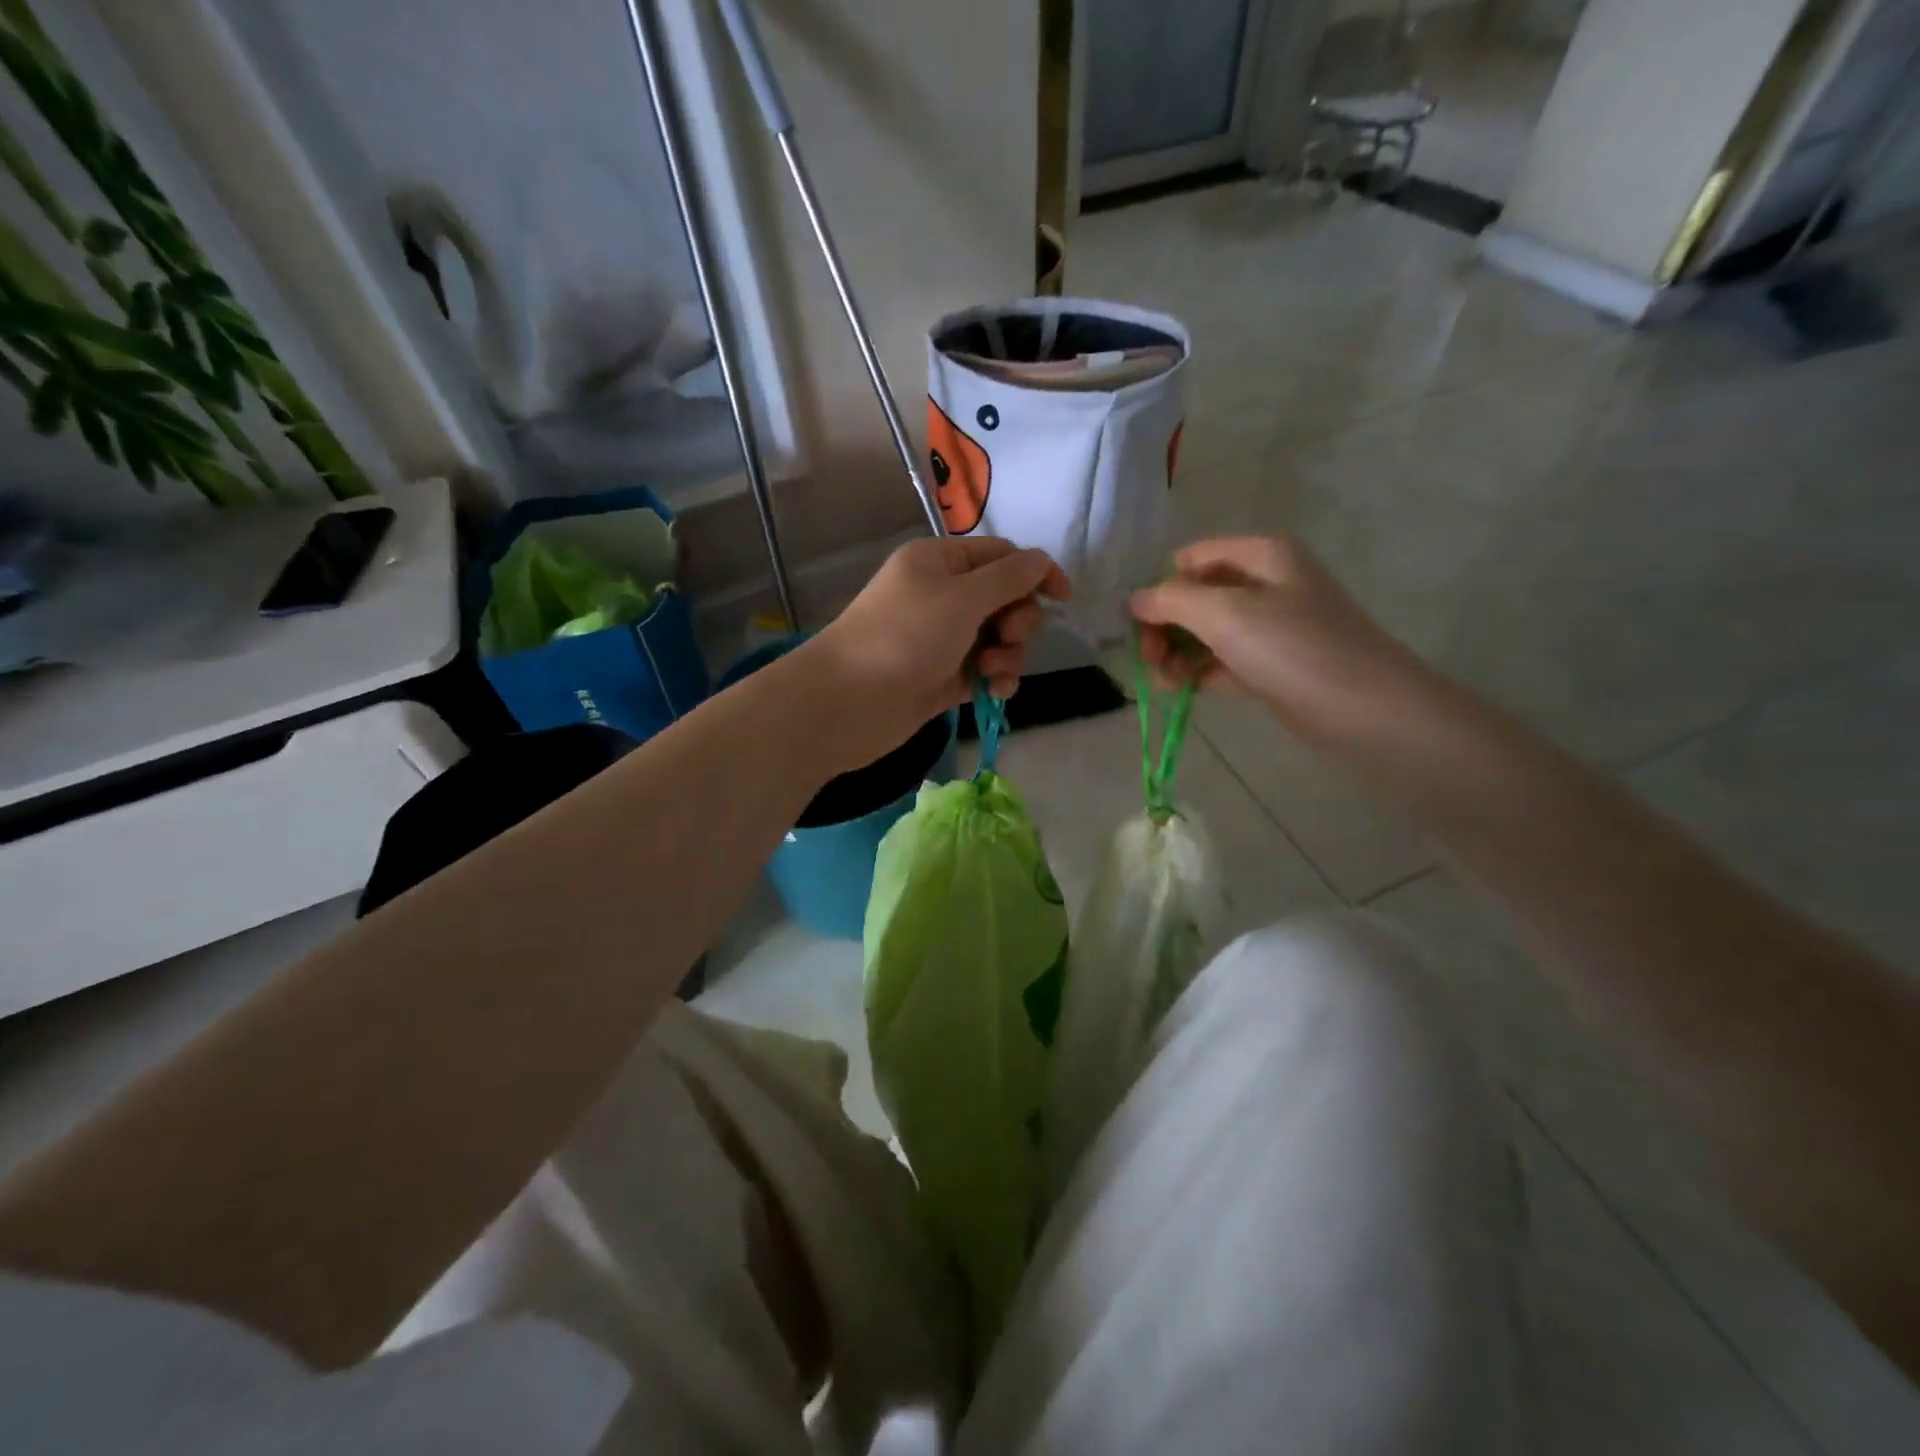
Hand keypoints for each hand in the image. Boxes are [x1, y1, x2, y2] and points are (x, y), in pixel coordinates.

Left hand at [807, 536, 1069, 768]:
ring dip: (1008, 654)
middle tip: (1007, 636)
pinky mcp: (944, 676)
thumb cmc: (904, 637)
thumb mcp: (962, 598)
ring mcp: (943, 638)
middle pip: (1005, 599)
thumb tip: (1042, 561)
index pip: (1001, 555)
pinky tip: (994, 692)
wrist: (850, 703)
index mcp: (940, 562)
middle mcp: (942, 595)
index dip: (1036, 572)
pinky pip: (986, 670)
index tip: (1063, 597)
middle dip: (1017, 620)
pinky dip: (996, 679)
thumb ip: (1009, 578)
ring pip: (999, 639)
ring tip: (990, 673)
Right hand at [1130, 536, 1424, 740]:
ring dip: (1178, 652)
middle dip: (1166, 625)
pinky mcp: (1274, 665)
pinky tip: (1179, 690)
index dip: (1161, 587)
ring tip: (1163, 681)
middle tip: (1149, 659)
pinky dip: (1199, 672)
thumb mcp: (1224, 614)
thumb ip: (1171, 601)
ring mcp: (1273, 626)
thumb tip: (1134, 600)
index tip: (1139, 626)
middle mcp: (1268, 583)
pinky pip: (1224, 660)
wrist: (1366, 711)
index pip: (1192, 559)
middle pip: (1198, 594)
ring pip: (1209, 631)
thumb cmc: (1294, 649)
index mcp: (1262, 555)